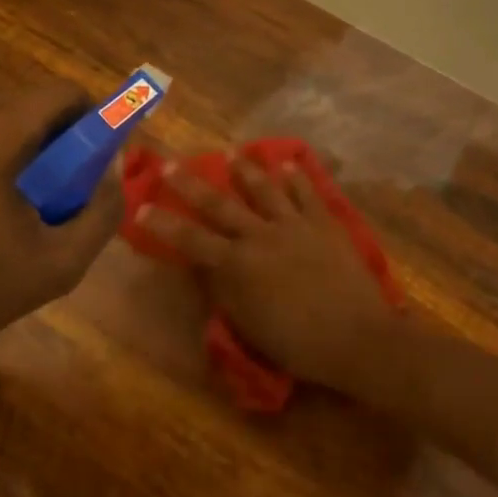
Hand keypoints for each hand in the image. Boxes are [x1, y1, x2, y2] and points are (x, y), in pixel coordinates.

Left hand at [0, 82, 122, 368]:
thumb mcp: (59, 264)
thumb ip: (101, 211)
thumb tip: (112, 171)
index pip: (64, 93)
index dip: (96, 120)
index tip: (101, 163)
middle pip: (33, 104)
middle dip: (63, 139)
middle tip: (68, 193)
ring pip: (2, 120)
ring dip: (30, 150)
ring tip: (29, 209)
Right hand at [140, 157, 394, 390]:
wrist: (356, 337)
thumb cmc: (297, 343)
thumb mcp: (248, 325)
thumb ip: (224, 291)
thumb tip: (205, 268)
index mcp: (238, 265)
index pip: (191, 239)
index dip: (163, 224)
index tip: (141, 207)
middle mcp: (261, 236)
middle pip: (220, 204)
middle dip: (192, 184)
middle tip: (171, 164)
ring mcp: (295, 225)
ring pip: (264, 189)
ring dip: (246, 170)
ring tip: (233, 153)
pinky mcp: (325, 224)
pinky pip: (307, 193)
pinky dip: (296, 177)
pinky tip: (288, 164)